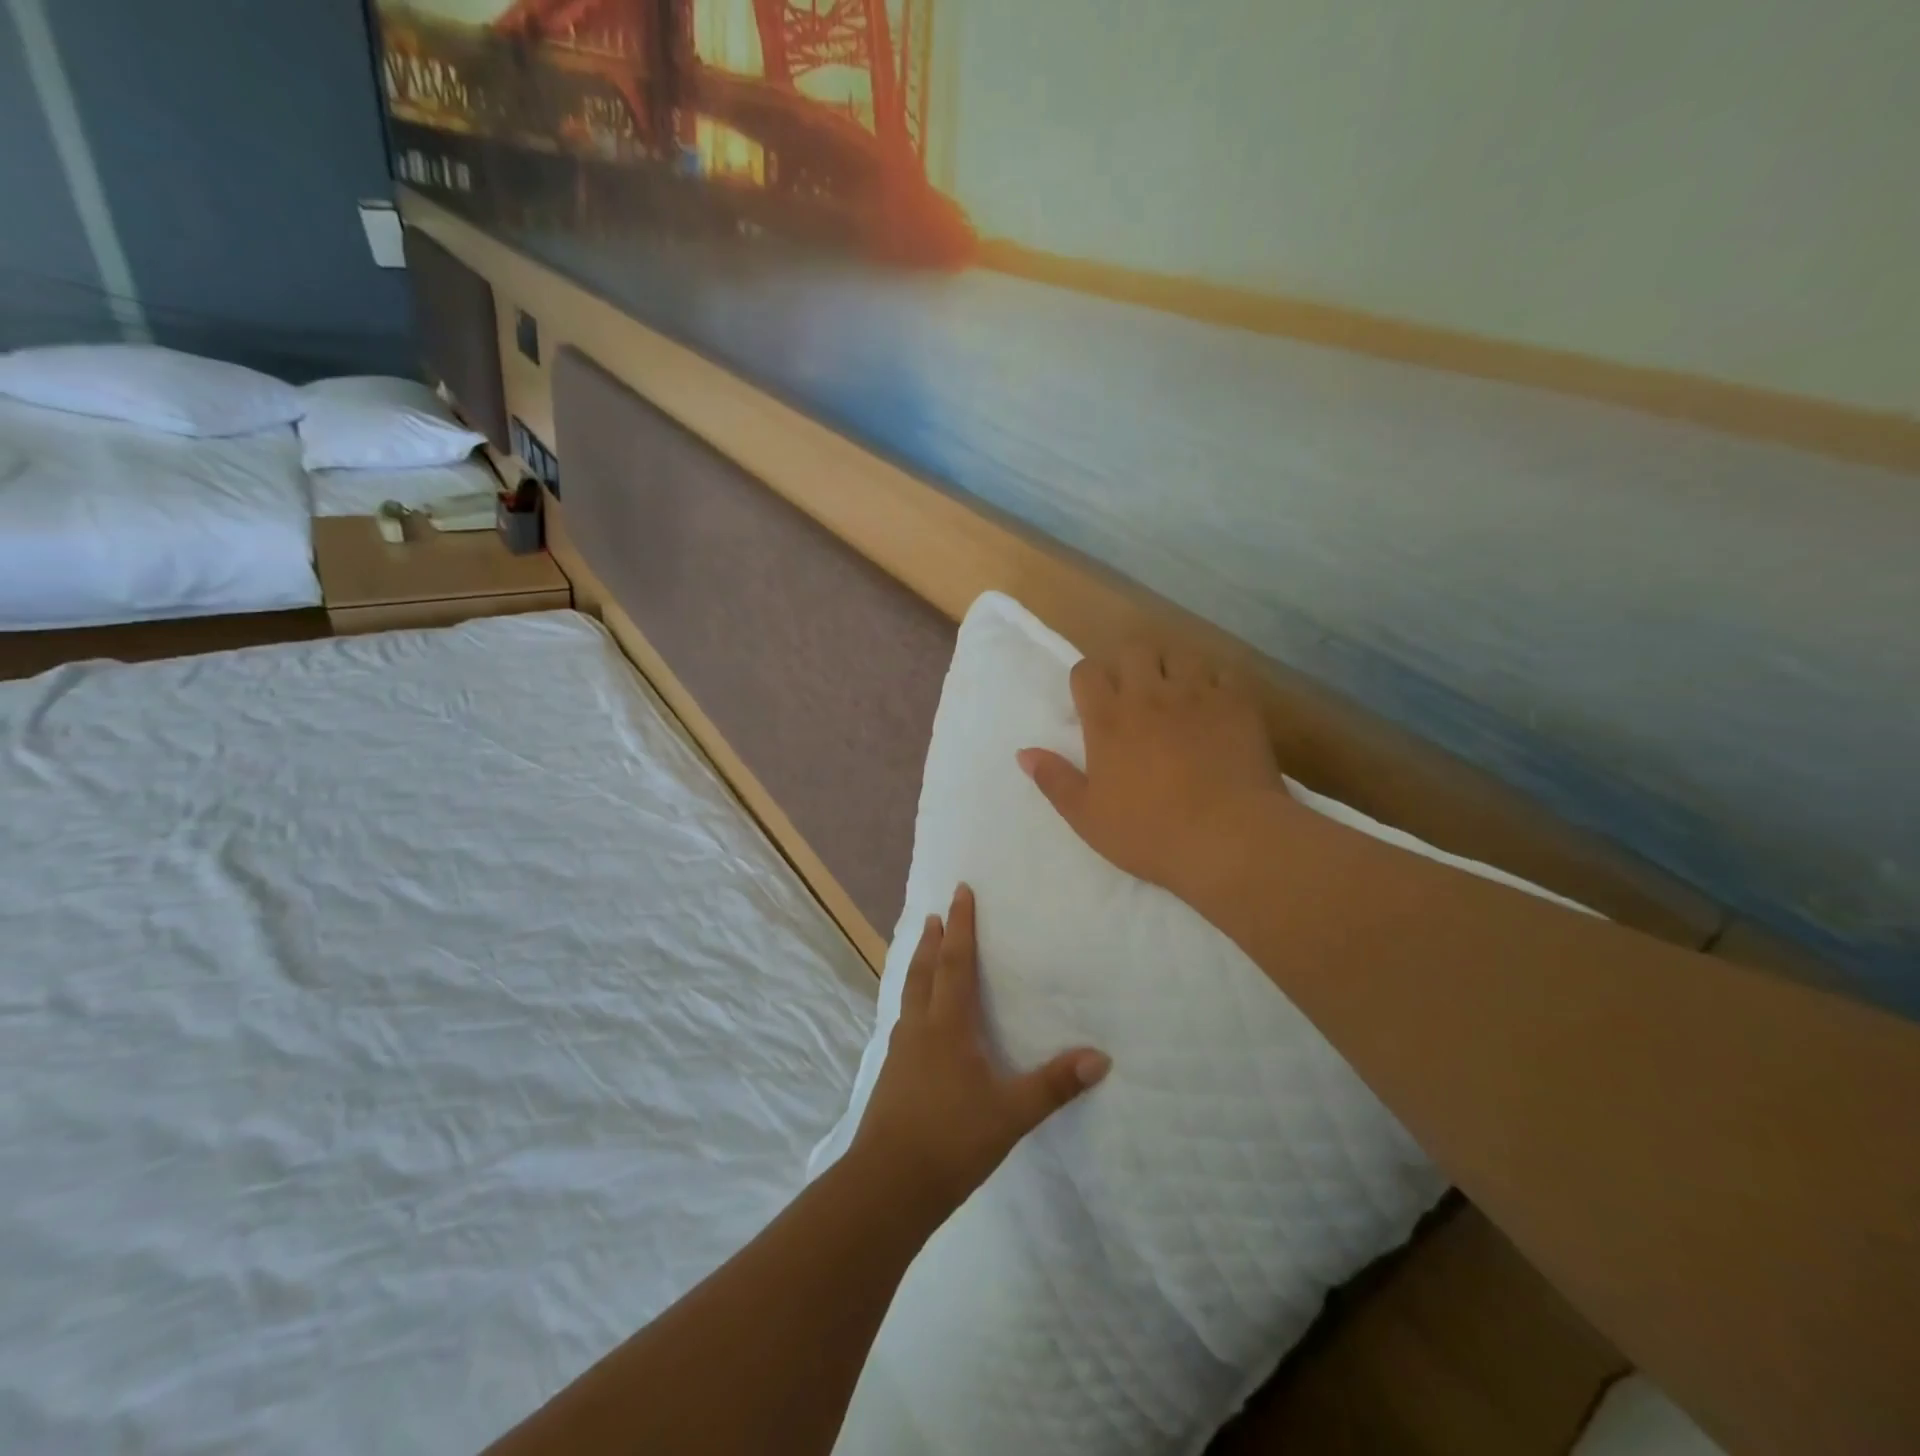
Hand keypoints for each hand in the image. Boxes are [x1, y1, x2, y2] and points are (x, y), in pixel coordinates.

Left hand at [851, 884, 1109, 1213]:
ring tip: (922, 954)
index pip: (955, 963)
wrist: (887, 1186)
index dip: (961, 927)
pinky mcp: (892, 1075)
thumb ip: (1054, 1085)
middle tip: (935, 915)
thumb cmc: (951, 1141)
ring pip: (909, 995)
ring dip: (918, 968)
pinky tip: (916, 1021)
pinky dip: (913, 1001)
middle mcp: (920, 1029)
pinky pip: (904, 1020)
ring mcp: (900, 1052)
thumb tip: (1101, 1057)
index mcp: (947, 1026)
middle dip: (932, 941)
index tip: (960, 893)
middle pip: (924, 972)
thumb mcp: (1011, 1114)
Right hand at [1017, 640, 1287, 905]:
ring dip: (1172, 669)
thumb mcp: (1087, 817)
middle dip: (1129, 665)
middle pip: (1133, 650)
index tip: (1093, 703)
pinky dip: (1215, 682)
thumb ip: (1054, 780)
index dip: (1087, 681)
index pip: (1087, 672)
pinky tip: (1215, 705)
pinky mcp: (1236, 703)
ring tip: (1177, 695)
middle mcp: (1149, 695)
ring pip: (1179, 654)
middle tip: (1135, 695)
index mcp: (1108, 720)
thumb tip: (1024, 752)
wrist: (1228, 838)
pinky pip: (1223, 672)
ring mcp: (1196, 694)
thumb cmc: (1150, 833)